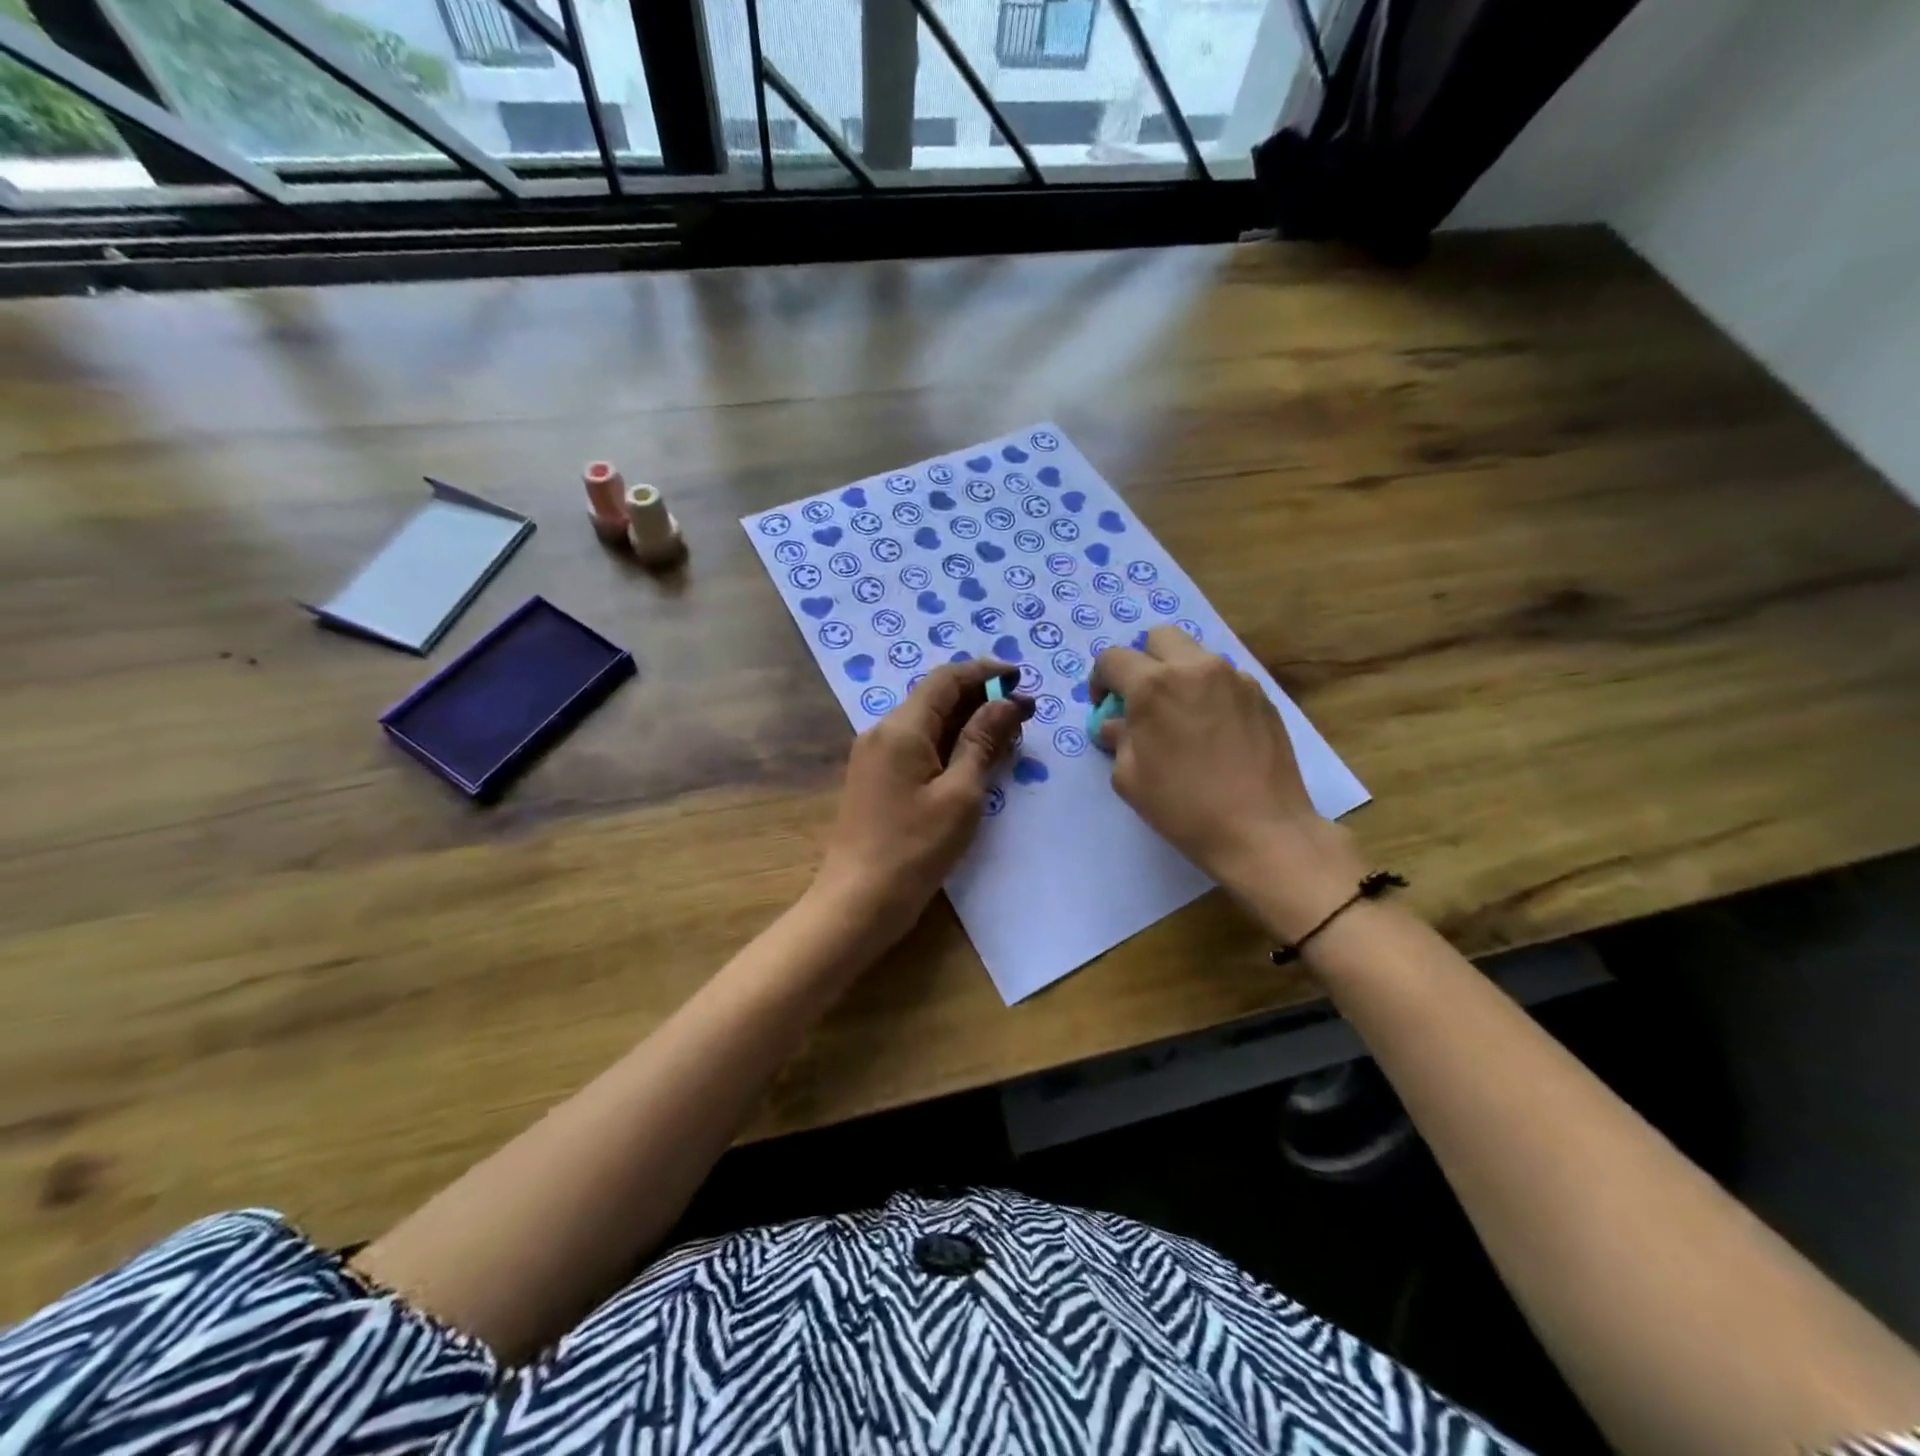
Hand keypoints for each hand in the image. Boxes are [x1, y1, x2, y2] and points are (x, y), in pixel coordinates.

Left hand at [813, 659, 1031, 944]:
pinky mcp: (875, 779)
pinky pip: (917, 747)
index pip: (946, 679)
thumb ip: (983, 741)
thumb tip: (1007, 702)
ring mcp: (875, 756)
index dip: (985, 672)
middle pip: (935, 698)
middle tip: (1024, 717)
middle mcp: (882, 732)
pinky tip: (975, 762)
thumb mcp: (960, 794)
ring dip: (967, 724)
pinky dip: (948, 746)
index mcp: (901, 728)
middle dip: (981, 700)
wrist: (858, 901)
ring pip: (927, 723)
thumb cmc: (915, 848)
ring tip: (1008, 739)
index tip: (1020, 678)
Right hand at [1090, 628, 1366, 936]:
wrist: (1262, 830)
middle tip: (1142, 699)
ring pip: (1196, 655)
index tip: (1105, 706)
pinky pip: (1224, 678)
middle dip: (1142, 661)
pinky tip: (1213, 730)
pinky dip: (1208, 691)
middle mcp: (1195, 668)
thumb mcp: (1130, 778)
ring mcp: (1234, 678)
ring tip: (1181, 716)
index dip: (1100, 680)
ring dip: (1178, 674)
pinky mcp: (1261, 695)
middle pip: (1159, 637)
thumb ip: (1118, 739)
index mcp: (1154, 686)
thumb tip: (1116, 724)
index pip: (1113, 659)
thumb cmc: (1184, 807)